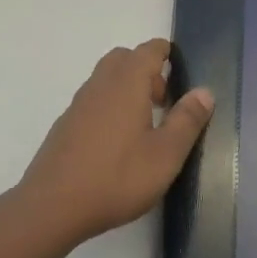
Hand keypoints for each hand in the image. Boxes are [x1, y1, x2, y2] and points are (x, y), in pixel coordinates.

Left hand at [18, 39, 214, 248]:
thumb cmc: (117, 177)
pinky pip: (93, 100)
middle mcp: (101, 84)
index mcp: (127, 83)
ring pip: (106, 79)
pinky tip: (116, 143)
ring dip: (127, 88)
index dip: (165, 53)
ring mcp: (78, 104)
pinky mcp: (65, 125)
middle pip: (124, 59)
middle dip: (146, 70)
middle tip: (164, 101)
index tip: (180, 69)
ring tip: (144, 125)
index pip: (148, 50)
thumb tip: (204, 92)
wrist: (52, 207)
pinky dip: (109, 106)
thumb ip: (187, 120)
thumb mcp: (165, 154)